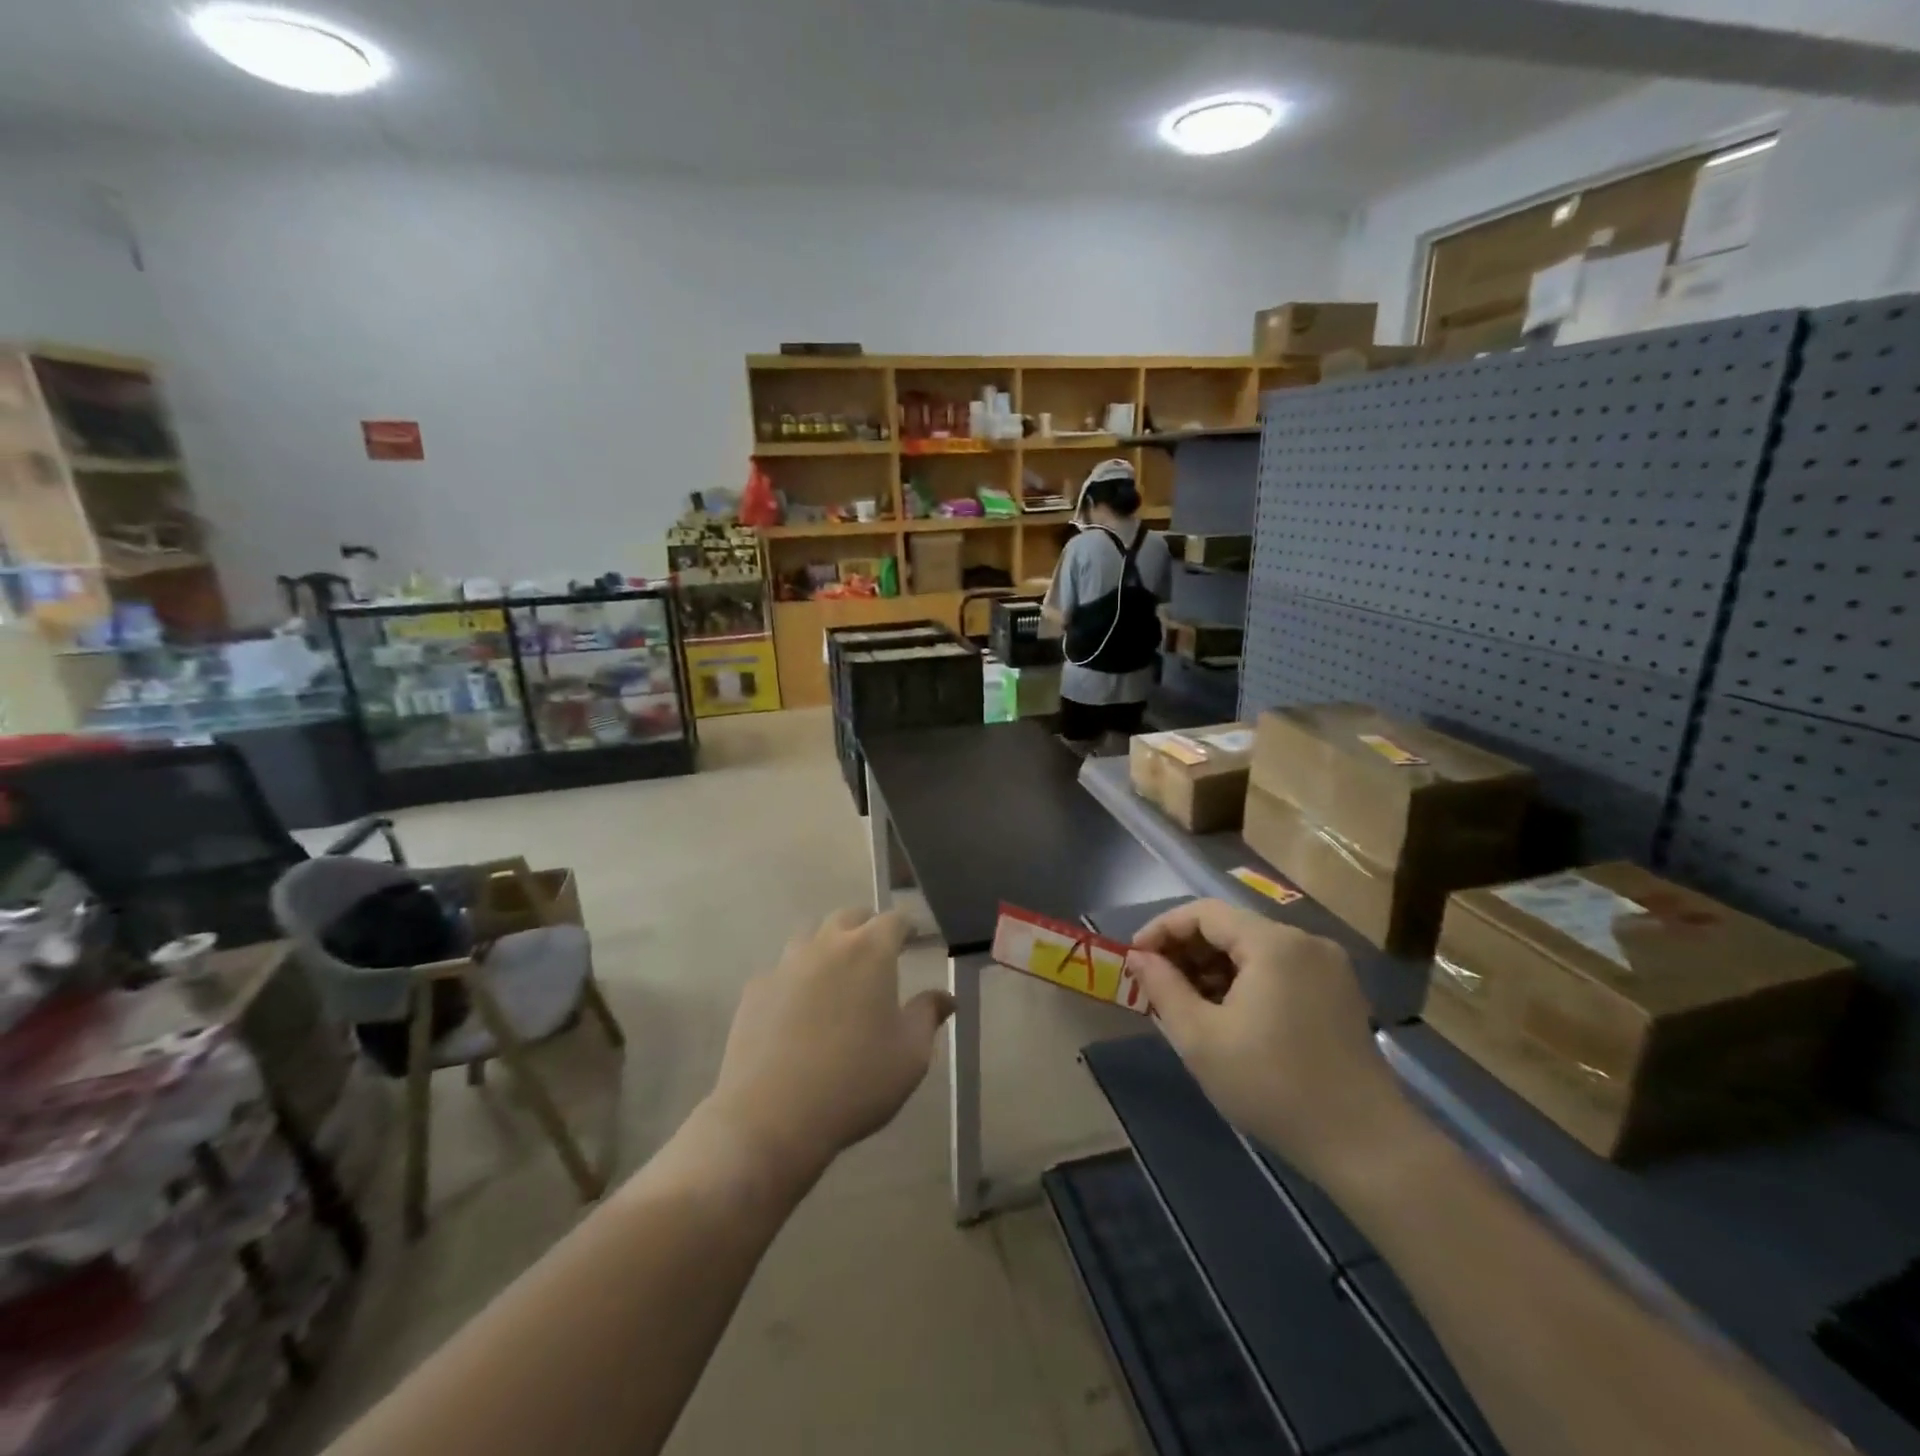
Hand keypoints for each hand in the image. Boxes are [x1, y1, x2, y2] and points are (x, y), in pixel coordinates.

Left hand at [706, 908, 953, 1186]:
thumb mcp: (909, 1056)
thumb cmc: (855, 1082)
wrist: (771, 1117)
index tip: (912, 940)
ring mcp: (785, 964)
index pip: (894, 920)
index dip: (906, 928)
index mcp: (870, 951)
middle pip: (848, 918)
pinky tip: (799, 1010)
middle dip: (866, 928)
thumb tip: (945, 997)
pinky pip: (782, 970)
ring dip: (828, 946)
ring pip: (811, 937)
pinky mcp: (755, 989)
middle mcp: (826, 945)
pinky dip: (797, 978)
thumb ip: (927, 1016)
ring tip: (837, 977)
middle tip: (877, 954)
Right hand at [1128, 899, 1410, 1194]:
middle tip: (1156, 984)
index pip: (1204, 913)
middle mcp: (1304, 942)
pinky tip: (1227, 1015)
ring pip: (1254, 949)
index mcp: (1273, 943)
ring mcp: (1327, 967)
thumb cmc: (1272, 1086)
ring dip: (1213, 967)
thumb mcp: (1200, 1038)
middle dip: (1187, 950)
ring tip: (1186, 1003)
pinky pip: (1278, 969)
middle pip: (1231, 927)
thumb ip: (1163, 988)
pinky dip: (1244, 981)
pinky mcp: (1338, 993)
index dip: (1162, 929)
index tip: (1134, 959)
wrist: (1366, 1145)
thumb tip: (1140, 958)